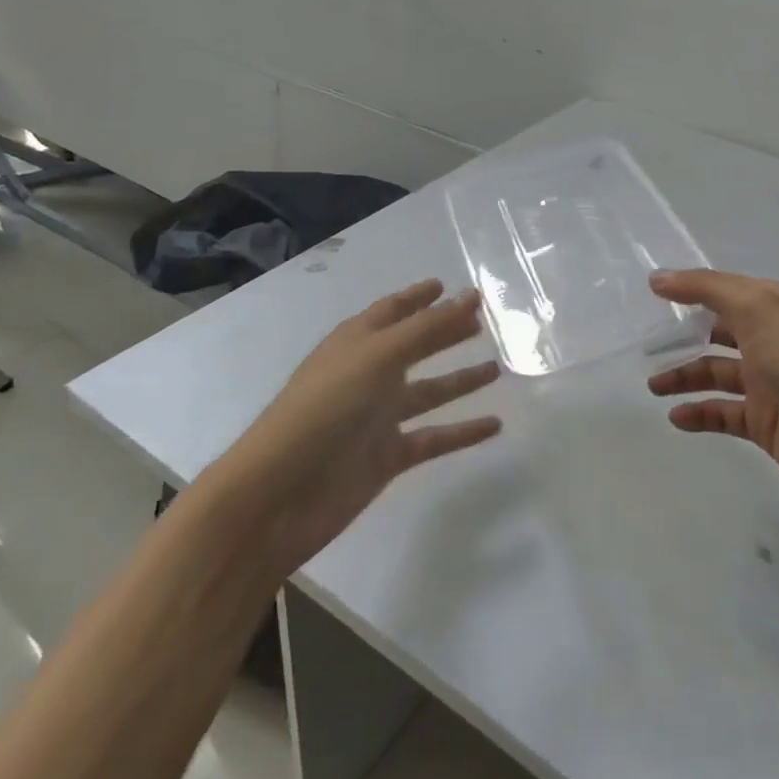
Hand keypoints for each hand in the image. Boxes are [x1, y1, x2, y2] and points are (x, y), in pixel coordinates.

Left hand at [222, 280, 500, 574]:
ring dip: (461, 381)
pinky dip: (463, 431)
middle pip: (415, 347)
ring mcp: (376, 417)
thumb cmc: (325, 409)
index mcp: (356, 342)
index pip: (392, 311)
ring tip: (498, 369)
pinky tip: (495, 425)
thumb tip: (468, 298)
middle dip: (445, 333)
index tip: (448, 285)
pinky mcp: (387, 456)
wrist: (280, 493)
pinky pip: (433, 436)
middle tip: (483, 323)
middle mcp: (368, 374)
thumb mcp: (378, 357)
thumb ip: (426, 329)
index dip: (419, 297)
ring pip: (428, 392)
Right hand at [648, 269, 778, 512]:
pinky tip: (676, 417)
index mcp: (772, 307)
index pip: (723, 290)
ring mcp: (767, 383)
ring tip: (654, 386)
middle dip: (683, 336)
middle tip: (645, 345)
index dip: (690, 290)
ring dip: (684, 376)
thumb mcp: (756, 310)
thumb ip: (706, 289)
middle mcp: (769, 340)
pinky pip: (723, 413)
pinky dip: (699, 413)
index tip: (651, 293)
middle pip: (717, 332)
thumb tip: (659, 278)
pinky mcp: (765, 423)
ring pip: (716, 373)